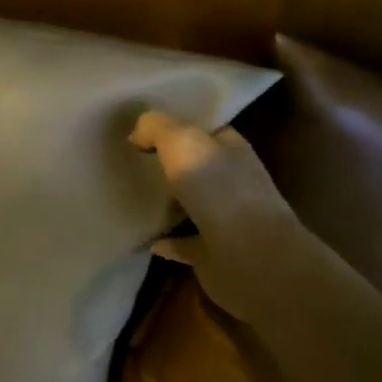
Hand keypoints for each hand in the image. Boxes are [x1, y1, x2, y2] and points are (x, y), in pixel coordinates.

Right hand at [129, 110, 294, 320]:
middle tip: (130, 159)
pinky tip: (147, 240)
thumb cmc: (220, 189)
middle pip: (197, 166)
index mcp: (231, 150)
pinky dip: (168, 243)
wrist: (251, 257)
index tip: (142, 128)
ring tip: (133, 196)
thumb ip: (157, 127)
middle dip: (170, 163)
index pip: (205, 130)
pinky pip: (185, 244)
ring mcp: (226, 220)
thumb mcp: (182, 141)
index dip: (177, 124)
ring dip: (169, 202)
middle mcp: (232, 182)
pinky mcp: (214, 254)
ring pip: (192, 205)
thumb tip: (137, 132)